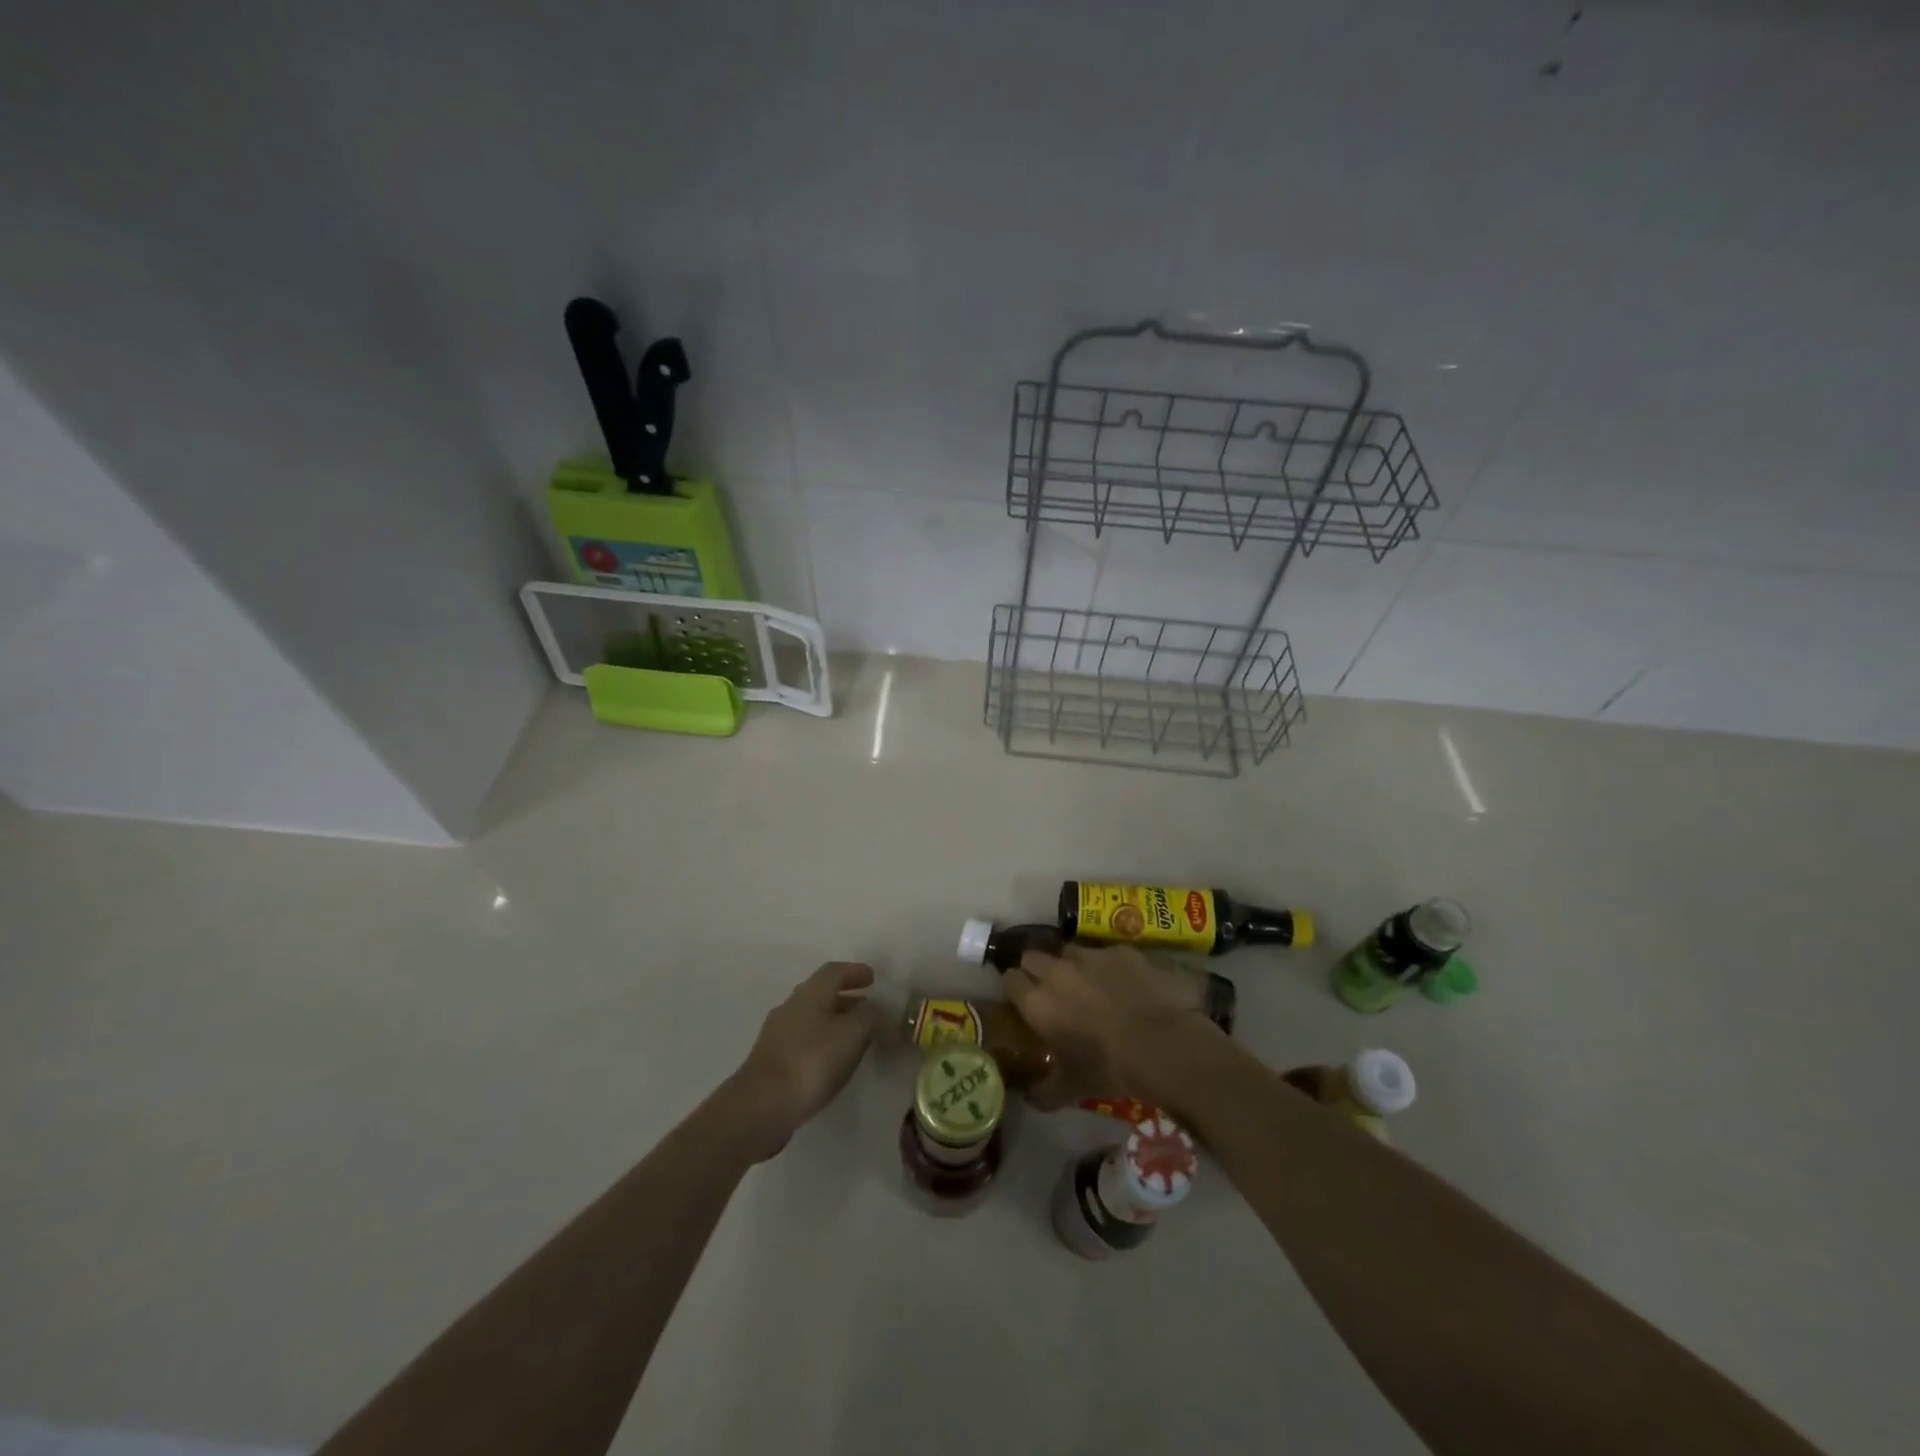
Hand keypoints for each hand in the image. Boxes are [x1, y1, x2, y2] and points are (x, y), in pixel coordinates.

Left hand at [726, 962, 884, 1159]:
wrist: (760, 1106)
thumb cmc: (811, 1062)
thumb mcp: (852, 1034)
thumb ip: (871, 1017)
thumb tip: (880, 1012)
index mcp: (810, 993)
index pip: (835, 971)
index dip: (855, 971)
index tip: (873, 979)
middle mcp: (791, 1007)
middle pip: (822, 993)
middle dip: (848, 998)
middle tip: (870, 1010)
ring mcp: (778, 1034)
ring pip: (813, 1018)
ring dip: (836, 1021)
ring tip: (856, 1038)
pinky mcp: (772, 1061)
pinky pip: (804, 1040)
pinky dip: (823, 1041)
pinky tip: (833, 1062)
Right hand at [1005, 942, 1216, 1110]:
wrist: (1162, 1045)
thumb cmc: (1109, 1068)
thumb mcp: (1071, 1088)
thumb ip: (1044, 1092)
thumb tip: (1029, 1097)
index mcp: (1038, 1002)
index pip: (1011, 979)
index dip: (1016, 988)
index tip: (1023, 1000)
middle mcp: (1057, 971)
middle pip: (1033, 956)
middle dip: (1038, 969)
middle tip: (1052, 990)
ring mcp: (1090, 956)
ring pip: (1069, 951)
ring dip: (1073, 965)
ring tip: (1090, 984)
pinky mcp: (1121, 951)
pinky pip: (1107, 953)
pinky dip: (1110, 966)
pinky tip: (1126, 984)